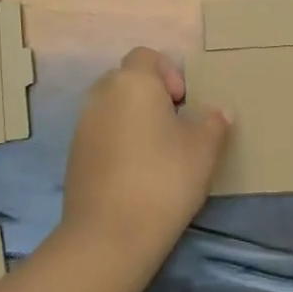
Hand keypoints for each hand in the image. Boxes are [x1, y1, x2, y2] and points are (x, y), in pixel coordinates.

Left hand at [59, 47, 231, 257]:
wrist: (109, 235)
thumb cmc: (164, 179)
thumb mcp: (204, 149)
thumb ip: (214, 123)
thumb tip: (218, 112)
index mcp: (132, 83)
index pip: (147, 56)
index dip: (169, 72)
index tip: (184, 103)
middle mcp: (101, 96)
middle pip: (127, 80)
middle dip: (151, 96)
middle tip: (175, 126)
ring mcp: (82, 127)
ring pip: (112, 108)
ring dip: (134, 120)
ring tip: (157, 153)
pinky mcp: (74, 157)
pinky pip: (101, 135)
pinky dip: (118, 143)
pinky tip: (136, 174)